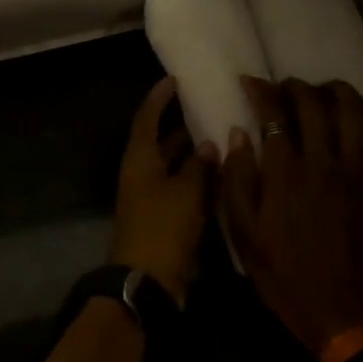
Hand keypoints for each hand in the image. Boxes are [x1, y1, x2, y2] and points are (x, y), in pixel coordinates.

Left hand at [110, 77, 216, 302]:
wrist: (146, 281)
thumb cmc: (162, 227)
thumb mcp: (185, 192)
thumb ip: (199, 166)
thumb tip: (207, 145)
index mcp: (139, 159)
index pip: (147, 118)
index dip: (158, 98)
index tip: (174, 80)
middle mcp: (143, 173)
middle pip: (160, 142)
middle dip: (180, 125)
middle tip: (207, 107)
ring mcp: (152, 197)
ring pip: (174, 166)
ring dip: (194, 154)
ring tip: (222, 135)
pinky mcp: (164, 218)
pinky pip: (182, 189)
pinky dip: (199, 179)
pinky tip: (223, 174)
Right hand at [220, 76, 362, 360]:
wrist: (337, 308)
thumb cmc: (282, 270)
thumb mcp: (242, 230)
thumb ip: (237, 178)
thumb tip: (239, 134)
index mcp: (286, 173)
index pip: (275, 114)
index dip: (262, 91)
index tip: (251, 82)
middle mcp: (324, 163)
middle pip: (315, 104)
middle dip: (297, 86)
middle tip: (286, 88)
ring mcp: (360, 172)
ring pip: (356, 112)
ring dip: (339, 92)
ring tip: (326, 92)